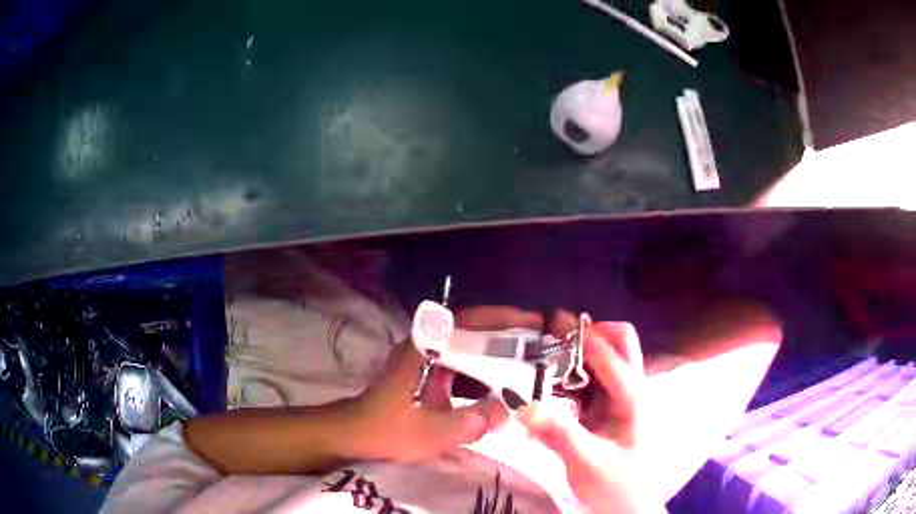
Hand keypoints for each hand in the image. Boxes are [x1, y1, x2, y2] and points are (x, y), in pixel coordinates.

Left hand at [350, 306, 542, 461]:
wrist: (354, 434)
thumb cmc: (386, 431)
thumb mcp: (431, 433)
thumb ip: (471, 422)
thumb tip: (508, 410)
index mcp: (424, 350)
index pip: (468, 322)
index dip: (502, 317)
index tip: (532, 321)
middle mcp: (426, 346)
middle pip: (472, 327)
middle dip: (508, 329)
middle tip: (541, 337)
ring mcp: (425, 357)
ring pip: (468, 343)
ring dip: (497, 345)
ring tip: (529, 354)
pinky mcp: (426, 371)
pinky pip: (462, 360)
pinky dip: (484, 363)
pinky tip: (502, 377)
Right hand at [517, 312, 663, 513]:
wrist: (626, 506)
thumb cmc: (616, 486)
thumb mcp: (587, 463)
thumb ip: (558, 435)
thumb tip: (522, 407)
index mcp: (634, 402)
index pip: (616, 363)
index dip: (589, 343)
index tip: (555, 330)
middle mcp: (628, 392)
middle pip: (620, 344)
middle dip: (590, 333)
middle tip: (554, 336)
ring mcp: (616, 399)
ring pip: (602, 358)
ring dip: (576, 350)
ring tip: (542, 350)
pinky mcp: (601, 409)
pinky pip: (585, 380)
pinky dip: (567, 373)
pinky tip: (544, 380)